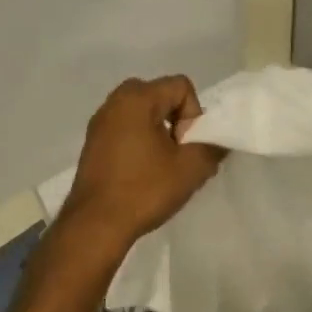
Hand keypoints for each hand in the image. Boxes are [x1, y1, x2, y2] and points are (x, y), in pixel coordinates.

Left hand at [62, 76, 224, 249]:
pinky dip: (141, 141)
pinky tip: (143, 172)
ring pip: (143, 112)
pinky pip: (126, 128)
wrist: (95, 225)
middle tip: (179, 152)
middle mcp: (114, 102)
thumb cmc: (144, 190)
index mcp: (137, 99)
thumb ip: (214, 146)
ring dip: (159, 131)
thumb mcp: (192, 168)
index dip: (194, 114)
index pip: (181, 86)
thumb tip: (219, 140)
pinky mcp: (93, 142)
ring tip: (163, 165)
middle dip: (177, 119)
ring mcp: (100, 122)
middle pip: (161, 95)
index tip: (186, 145)